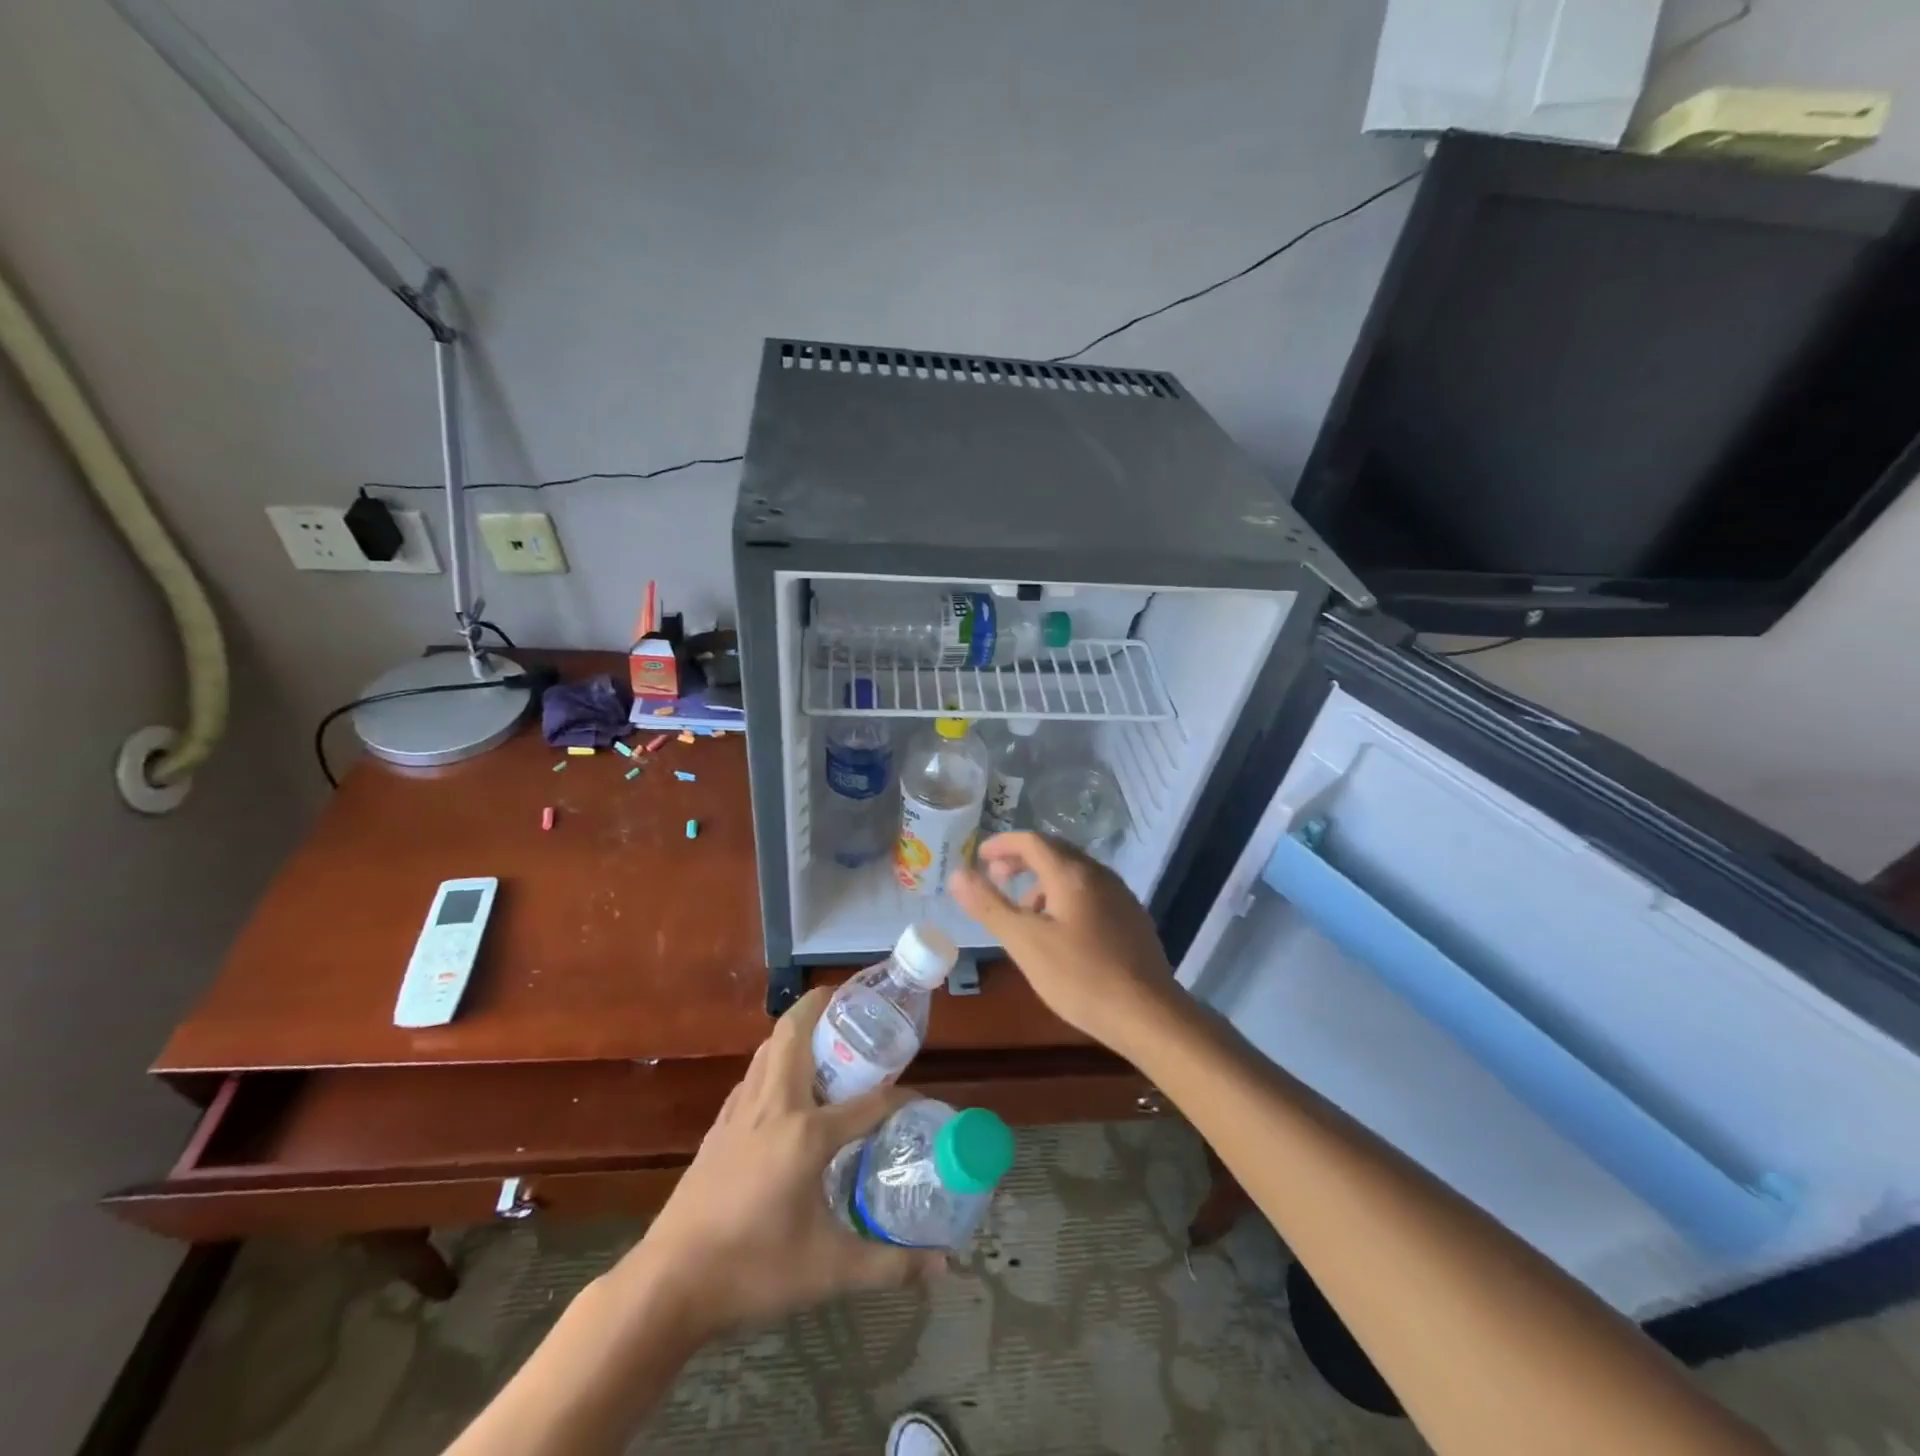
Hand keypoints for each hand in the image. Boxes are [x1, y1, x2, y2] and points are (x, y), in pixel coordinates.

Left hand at [613, 988, 944, 1341]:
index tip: (922, 1099)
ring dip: (796, 1031)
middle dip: (823, 1006)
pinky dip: (774, 1062)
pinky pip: (752, 1075)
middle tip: (852, 1006)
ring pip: (769, 1048)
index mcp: (807, 1133)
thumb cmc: (754, 1271)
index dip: (901, 1097)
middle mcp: (774, 1106)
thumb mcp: (829, 1271)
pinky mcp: (719, 1127)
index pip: (870, 1102)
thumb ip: (889, 1264)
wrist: (668, 1285)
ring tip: (824, 1039)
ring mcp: (741, 1112)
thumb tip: (944, 1266)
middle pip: (796, 1033)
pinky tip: (784, 1090)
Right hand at [948, 830, 1184, 1056]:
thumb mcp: (1025, 942)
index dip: (1002, 844)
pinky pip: (1091, 892)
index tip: (979, 857)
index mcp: (1072, 874)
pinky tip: (1060, 932)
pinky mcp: (1132, 918)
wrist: (1148, 1014)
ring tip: (1024, 913)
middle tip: (997, 879)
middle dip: (1021, 861)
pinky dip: (1065, 897)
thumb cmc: (1080, 977)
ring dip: (1043, 882)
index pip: (1032, 841)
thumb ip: (990, 905)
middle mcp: (1099, 874)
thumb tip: (957, 874)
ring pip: (1074, 874)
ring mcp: (1120, 895)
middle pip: (1055, 852)